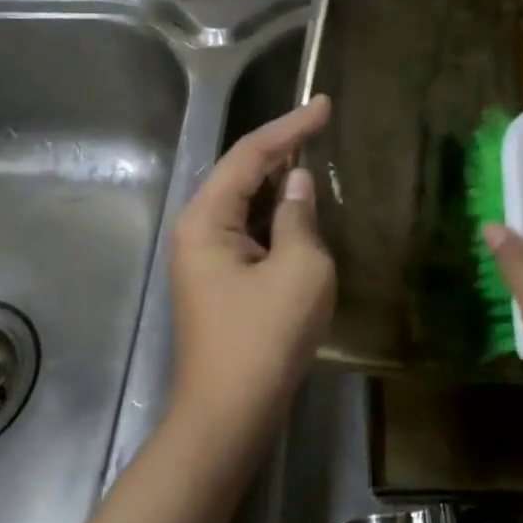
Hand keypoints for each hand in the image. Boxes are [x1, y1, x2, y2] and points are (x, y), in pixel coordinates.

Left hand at [168, 95, 334, 447]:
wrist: (228, 417)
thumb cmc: (264, 339)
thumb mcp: (300, 270)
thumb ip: (300, 217)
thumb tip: (298, 184)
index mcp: (207, 218)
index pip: (251, 155)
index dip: (290, 126)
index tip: (324, 105)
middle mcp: (197, 229)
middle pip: (242, 173)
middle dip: (281, 148)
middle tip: (322, 125)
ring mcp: (205, 257)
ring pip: (246, 202)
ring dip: (280, 182)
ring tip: (316, 156)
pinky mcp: (219, 279)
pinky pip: (249, 230)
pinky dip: (276, 215)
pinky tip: (301, 210)